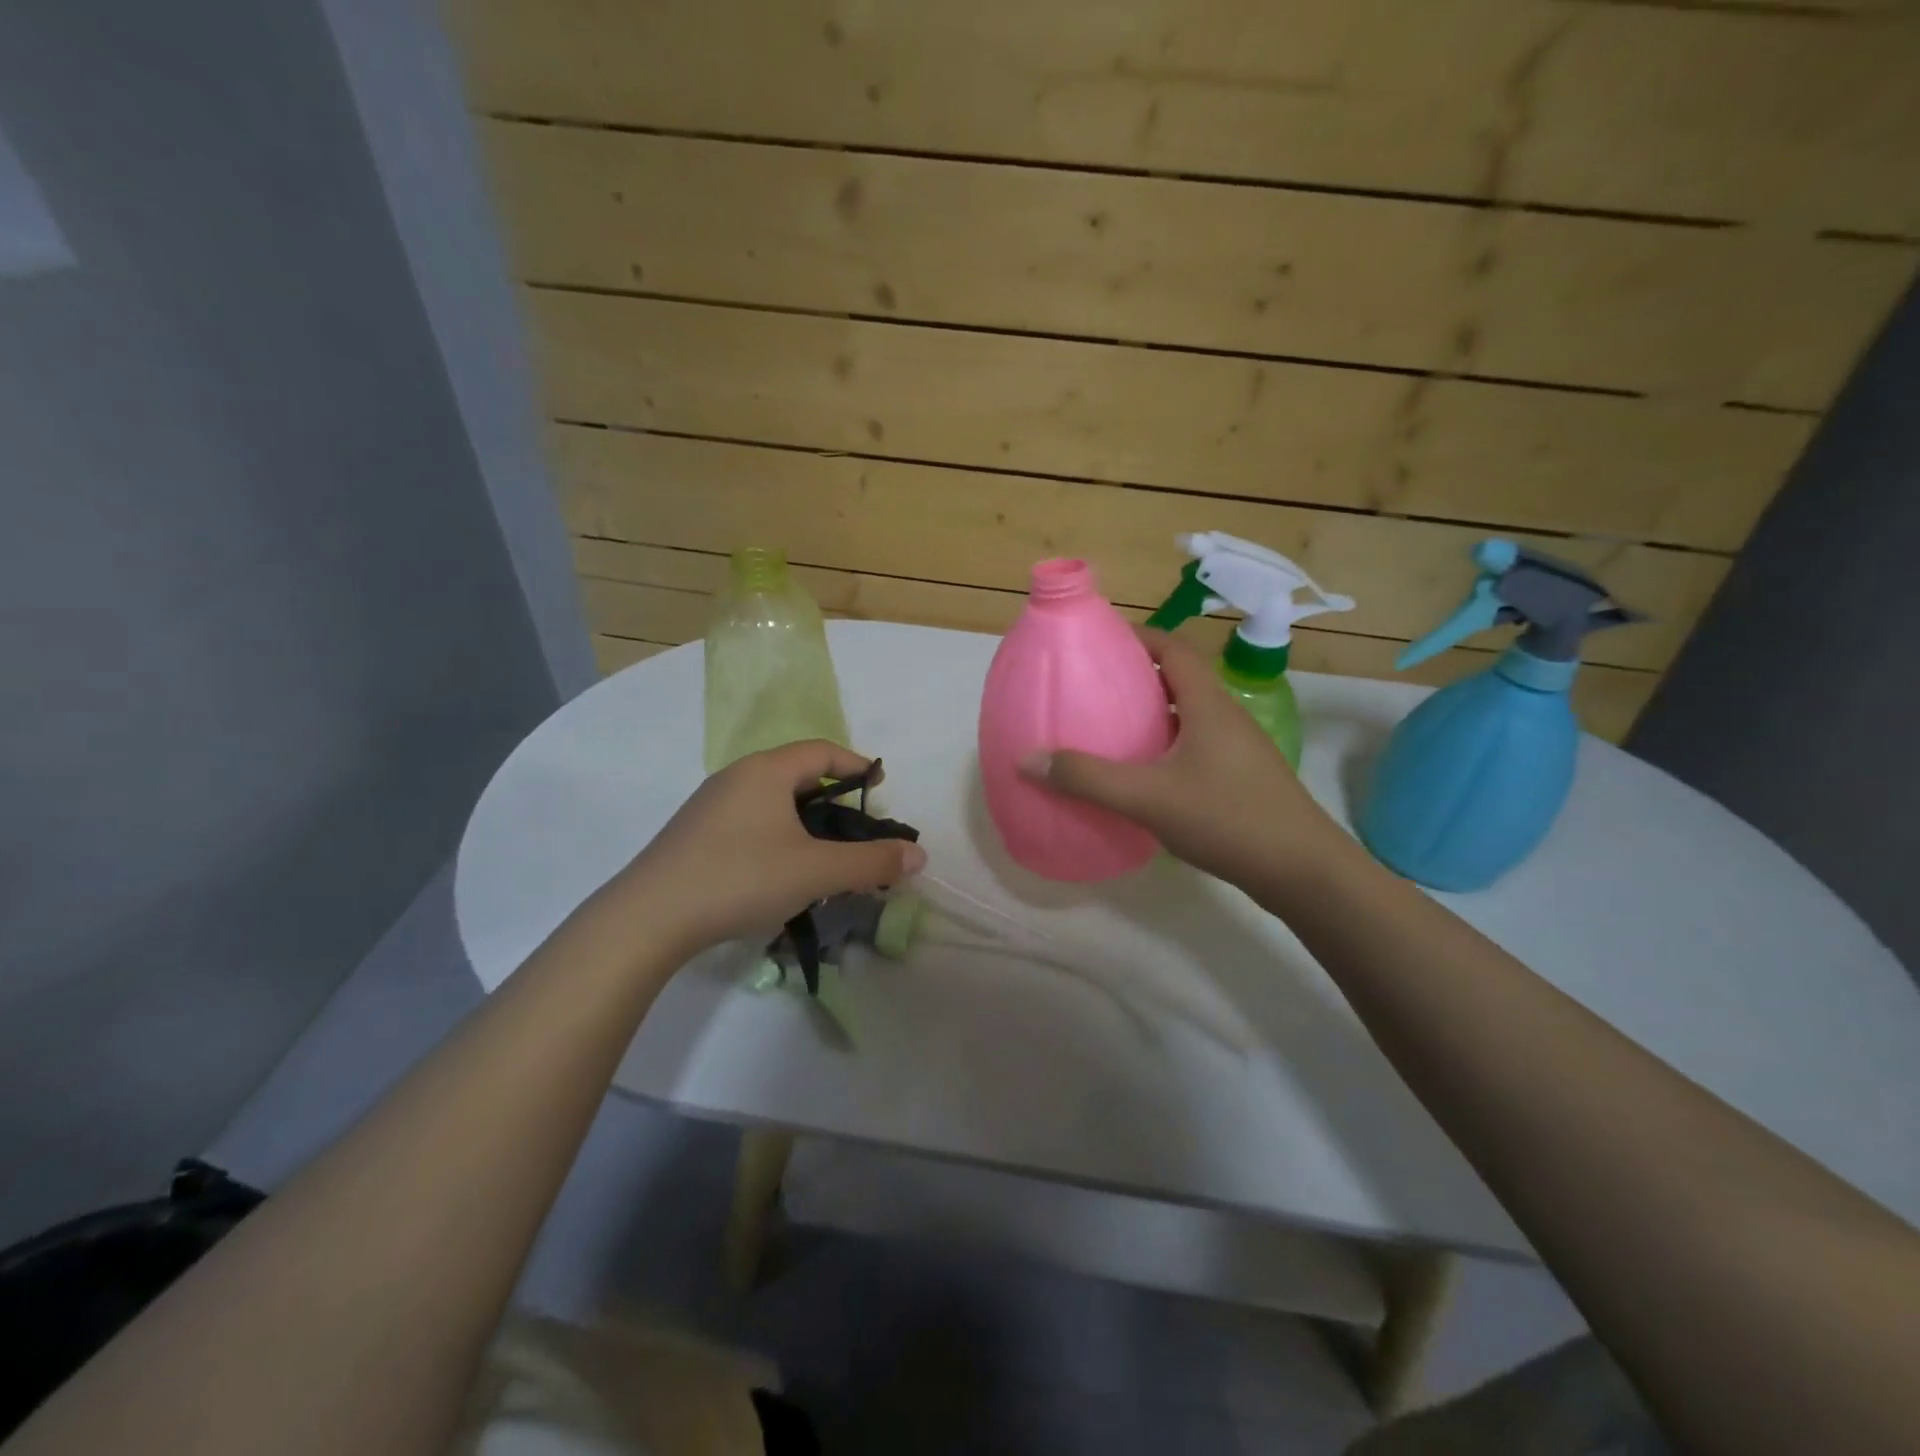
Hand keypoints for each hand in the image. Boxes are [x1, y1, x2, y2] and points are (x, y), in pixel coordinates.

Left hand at [624, 740, 926, 955]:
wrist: (649, 917)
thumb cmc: (742, 877)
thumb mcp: (817, 871)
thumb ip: (872, 862)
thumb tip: (918, 856)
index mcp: (767, 771)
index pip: (822, 751)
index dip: (857, 765)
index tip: (880, 787)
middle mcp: (737, 777)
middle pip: (797, 775)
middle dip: (833, 798)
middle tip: (856, 829)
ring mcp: (709, 805)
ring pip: (771, 802)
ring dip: (803, 821)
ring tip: (822, 856)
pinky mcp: (693, 835)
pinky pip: (748, 822)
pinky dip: (775, 836)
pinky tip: (778, 873)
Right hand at [1018, 629, 1337, 888]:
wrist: (1302, 871)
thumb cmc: (1228, 818)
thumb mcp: (1148, 797)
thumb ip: (1087, 778)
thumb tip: (1027, 758)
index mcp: (1209, 703)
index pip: (1173, 648)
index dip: (1137, 636)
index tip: (1098, 642)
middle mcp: (1226, 716)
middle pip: (1178, 679)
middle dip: (1136, 677)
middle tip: (1091, 688)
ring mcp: (1237, 748)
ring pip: (1187, 715)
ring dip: (1151, 715)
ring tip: (1108, 728)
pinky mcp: (1240, 778)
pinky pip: (1194, 746)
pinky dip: (1164, 747)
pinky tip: (1141, 775)